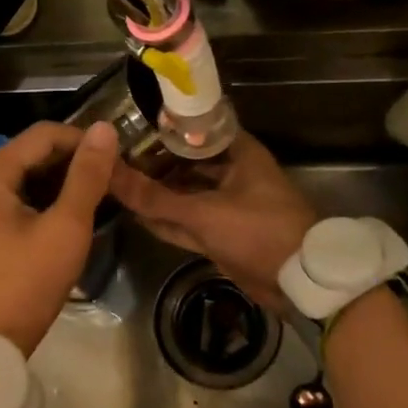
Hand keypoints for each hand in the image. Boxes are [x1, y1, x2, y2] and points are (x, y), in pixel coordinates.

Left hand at [0, 120, 118, 355]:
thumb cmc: (23, 285)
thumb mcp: (64, 229)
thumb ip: (86, 177)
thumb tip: (105, 129)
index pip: (43, 135)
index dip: (83, 140)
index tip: (117, 159)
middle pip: (32, 156)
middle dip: (73, 162)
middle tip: (112, 181)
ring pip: (26, 182)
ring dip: (61, 185)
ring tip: (98, 199)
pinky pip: (17, 205)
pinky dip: (45, 205)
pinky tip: (69, 221)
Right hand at [108, 134, 316, 309]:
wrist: (299, 282)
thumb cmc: (258, 230)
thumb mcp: (203, 212)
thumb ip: (155, 197)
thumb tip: (109, 174)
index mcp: (239, 153)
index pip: (194, 129)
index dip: (162, 127)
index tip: (128, 126)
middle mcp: (233, 173)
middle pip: (186, 162)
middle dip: (154, 162)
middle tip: (115, 157)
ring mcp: (228, 204)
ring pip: (185, 194)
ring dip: (158, 193)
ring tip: (118, 184)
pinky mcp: (223, 233)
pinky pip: (188, 221)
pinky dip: (167, 220)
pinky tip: (137, 214)